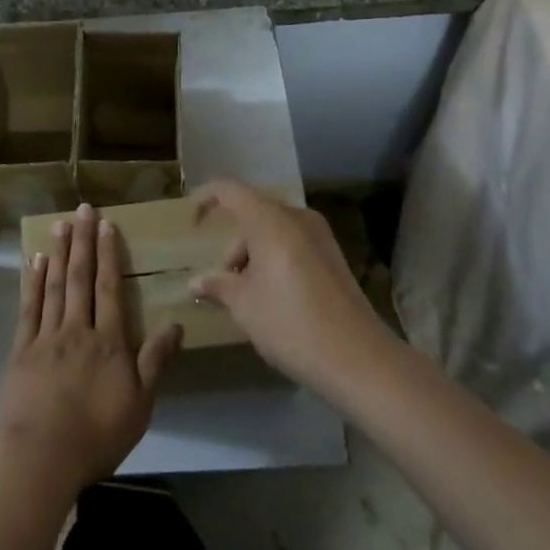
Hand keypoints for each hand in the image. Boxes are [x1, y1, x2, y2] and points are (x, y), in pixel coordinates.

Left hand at [0, 204, 181, 498]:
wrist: (40, 460)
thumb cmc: (96, 436)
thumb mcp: (139, 406)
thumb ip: (154, 361)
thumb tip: (175, 323)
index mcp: (107, 342)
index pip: (109, 288)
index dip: (109, 254)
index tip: (106, 224)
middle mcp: (77, 330)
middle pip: (80, 278)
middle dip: (83, 241)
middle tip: (81, 209)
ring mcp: (45, 337)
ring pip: (54, 286)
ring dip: (59, 253)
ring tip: (60, 224)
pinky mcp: (21, 350)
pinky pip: (28, 308)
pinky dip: (32, 282)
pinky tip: (35, 262)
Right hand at [188, 180, 394, 395]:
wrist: (357, 358)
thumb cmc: (290, 323)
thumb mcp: (245, 306)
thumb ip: (218, 286)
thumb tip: (196, 283)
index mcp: (270, 220)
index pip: (230, 191)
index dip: (206, 198)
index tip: (192, 221)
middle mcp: (296, 217)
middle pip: (253, 214)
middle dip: (232, 244)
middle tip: (224, 283)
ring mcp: (320, 236)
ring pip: (273, 231)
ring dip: (253, 255)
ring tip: (248, 296)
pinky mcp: (333, 256)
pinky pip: (292, 244)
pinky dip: (274, 259)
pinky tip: (273, 297)